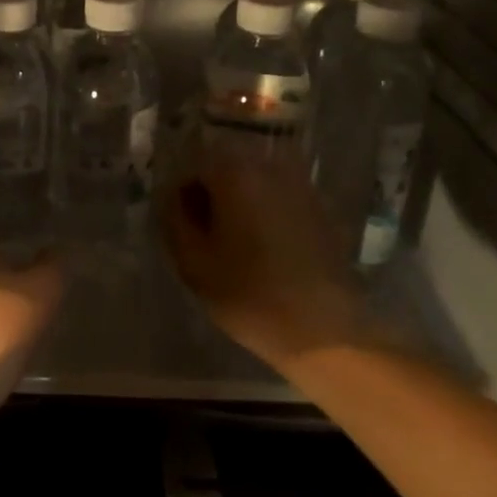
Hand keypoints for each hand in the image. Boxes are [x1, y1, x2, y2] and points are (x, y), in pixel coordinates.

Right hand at [159, 151, 366, 368]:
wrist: (323, 330)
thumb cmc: (249, 295)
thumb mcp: (193, 262)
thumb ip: (175, 220)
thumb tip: (172, 198)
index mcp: (234, 173)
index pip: (193, 168)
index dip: (182, 197)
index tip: (184, 228)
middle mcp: (269, 166)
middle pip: (225, 169)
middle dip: (212, 196)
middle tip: (207, 236)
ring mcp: (299, 184)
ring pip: (253, 182)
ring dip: (238, 203)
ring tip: (235, 243)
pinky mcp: (319, 207)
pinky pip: (277, 197)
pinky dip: (264, 212)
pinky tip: (264, 248)